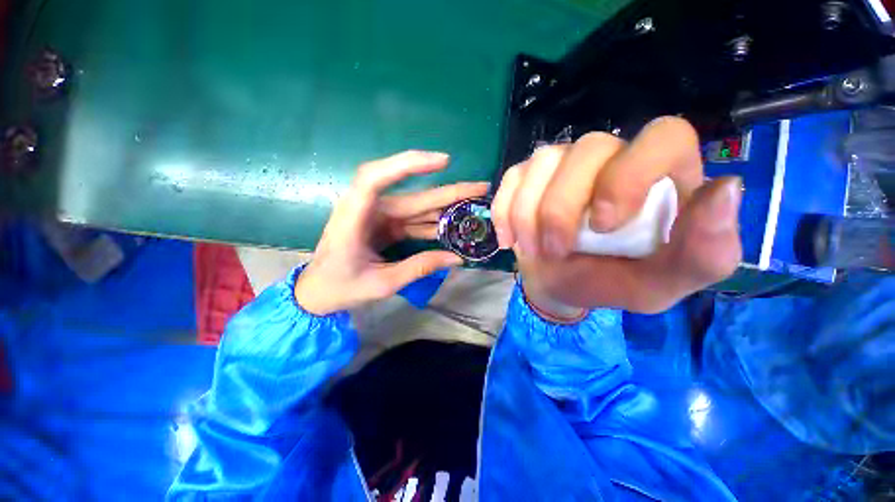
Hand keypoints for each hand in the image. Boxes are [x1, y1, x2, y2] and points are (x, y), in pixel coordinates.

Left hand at [293, 151, 487, 315]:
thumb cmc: (341, 287)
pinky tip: (454, 223)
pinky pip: (413, 220)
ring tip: (474, 203)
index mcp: (355, 219)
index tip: (442, 161)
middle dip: (448, 191)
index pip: (376, 177)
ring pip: (417, 206)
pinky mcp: (385, 225)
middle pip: (412, 194)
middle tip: (480, 187)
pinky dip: (433, 222)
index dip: (408, 164)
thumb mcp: (383, 283)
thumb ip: (420, 268)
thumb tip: (457, 258)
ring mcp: (378, 216)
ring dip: (445, 205)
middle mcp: (368, 209)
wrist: (318, 292)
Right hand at [492, 117, 742, 314]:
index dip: (630, 174)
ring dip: (528, 216)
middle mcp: (612, 156)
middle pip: (588, 149)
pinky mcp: (528, 175)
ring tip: (534, 251)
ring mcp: (564, 162)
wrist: (561, 283)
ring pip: (542, 163)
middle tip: (555, 252)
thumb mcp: (663, 284)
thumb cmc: (612, 281)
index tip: (604, 225)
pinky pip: (511, 179)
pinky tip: (510, 239)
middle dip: (562, 209)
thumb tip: (725, 190)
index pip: (664, 136)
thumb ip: (704, 251)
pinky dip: (505, 213)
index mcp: (661, 176)